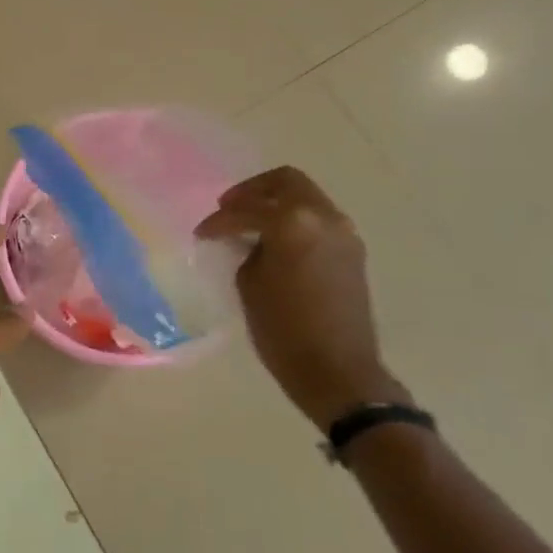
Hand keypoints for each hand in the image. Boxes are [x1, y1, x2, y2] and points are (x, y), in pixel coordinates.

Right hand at [196, 167, 407, 431]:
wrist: (337, 370)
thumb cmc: (283, 330)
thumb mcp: (249, 284)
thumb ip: (246, 250)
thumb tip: (246, 240)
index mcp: (293, 223)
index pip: (246, 209)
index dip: (218, 220)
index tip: (201, 234)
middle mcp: (324, 218)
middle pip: (286, 182)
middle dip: (252, 191)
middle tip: (227, 209)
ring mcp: (343, 233)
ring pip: (305, 198)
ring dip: (275, 204)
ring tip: (248, 226)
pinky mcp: (351, 252)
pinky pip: (318, 220)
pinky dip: (293, 221)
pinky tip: (273, 243)